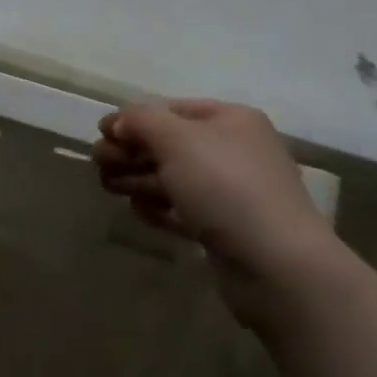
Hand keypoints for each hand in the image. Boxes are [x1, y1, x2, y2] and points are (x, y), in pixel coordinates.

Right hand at [94, 100, 336, 324]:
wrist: (279, 267)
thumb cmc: (227, 187)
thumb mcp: (177, 140)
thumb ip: (142, 122)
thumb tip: (119, 120)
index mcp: (231, 120)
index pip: (174, 109)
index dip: (136, 118)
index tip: (102, 132)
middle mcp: (236, 151)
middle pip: (173, 145)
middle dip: (133, 151)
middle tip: (98, 162)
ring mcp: (235, 193)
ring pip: (177, 179)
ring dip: (140, 179)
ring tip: (106, 185)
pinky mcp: (229, 232)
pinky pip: (187, 211)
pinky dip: (160, 207)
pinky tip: (136, 210)